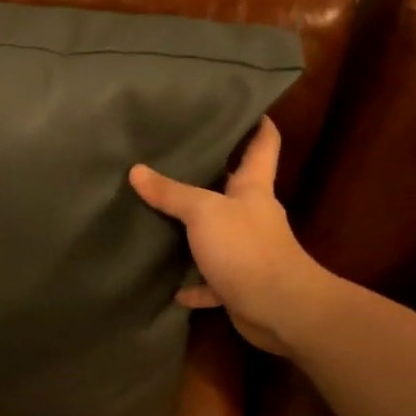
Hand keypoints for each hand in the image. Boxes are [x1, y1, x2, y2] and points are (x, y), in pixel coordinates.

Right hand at [129, 118, 331, 356]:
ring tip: (164, 218)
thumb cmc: (246, 248)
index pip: (263, 144)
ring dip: (196, 232)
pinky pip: (211, 280)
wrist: (279, 309)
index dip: (259, 123)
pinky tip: (173, 287)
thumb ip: (171, 193)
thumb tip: (136, 171)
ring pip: (218, 234)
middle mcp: (253, 215)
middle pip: (235, 187)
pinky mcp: (239, 284)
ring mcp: (248, 251)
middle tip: (178, 157)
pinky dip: (195, 283)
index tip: (247, 106)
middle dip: (213, 174)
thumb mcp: (204, 212)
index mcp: (254, 188)